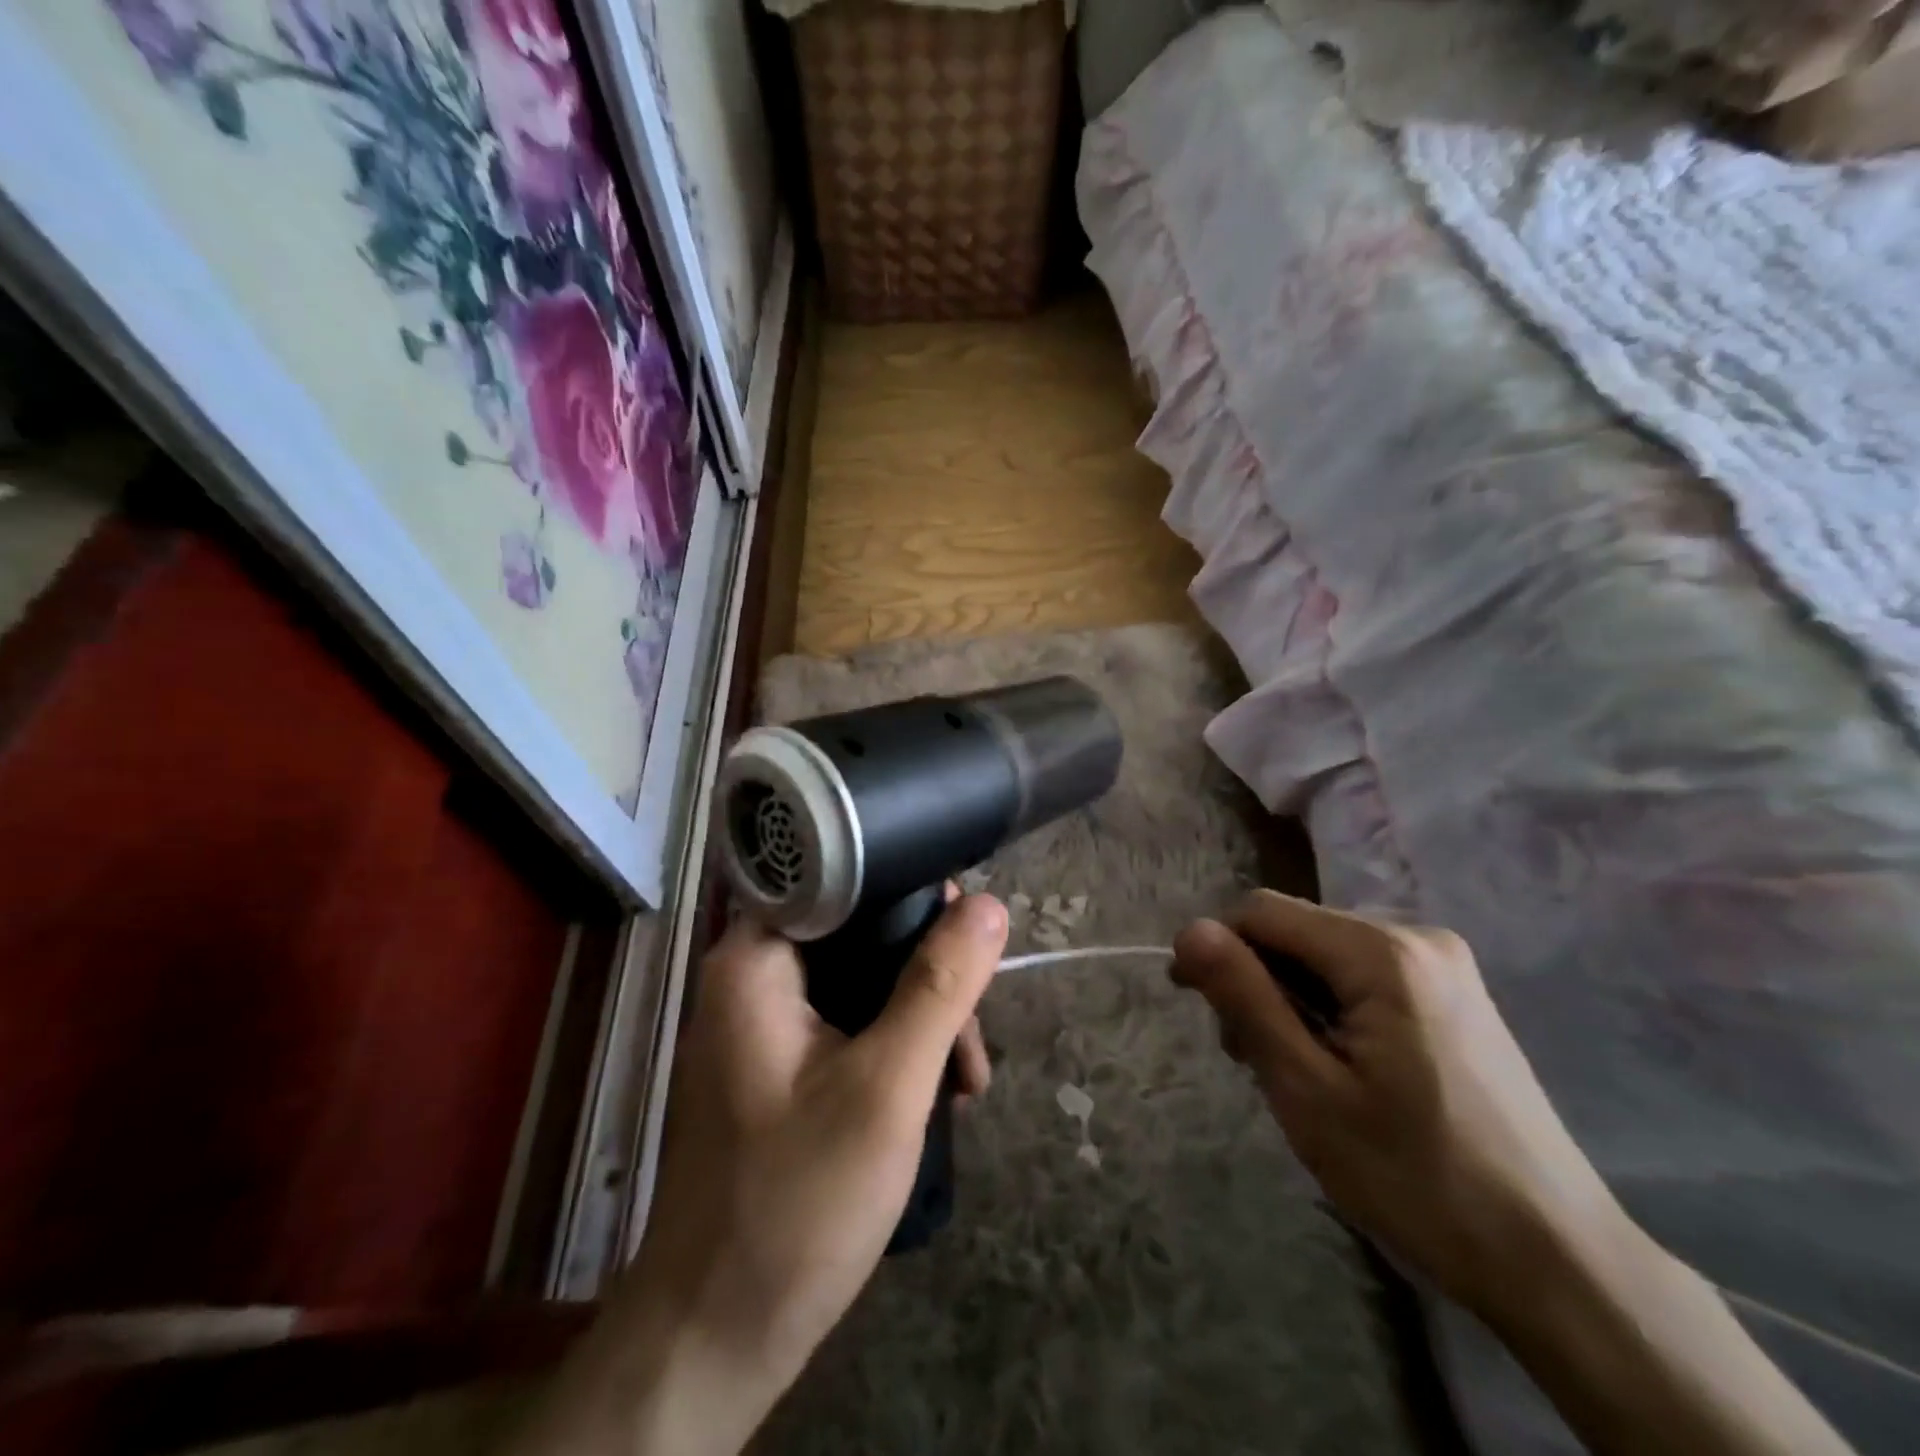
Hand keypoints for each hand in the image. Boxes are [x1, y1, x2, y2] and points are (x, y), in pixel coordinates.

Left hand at [554, 892, 1006, 1455]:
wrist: (716, 1337)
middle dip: (928, 975)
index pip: (843, 880)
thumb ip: (939, 987)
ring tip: (967, 1080)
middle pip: (859, 931)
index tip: (970, 931)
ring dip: (920, 1018)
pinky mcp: (777, 1063)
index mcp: (755, 958)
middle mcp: (751, 975)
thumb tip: (990, 905)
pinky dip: (893, 1046)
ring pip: (860, 980)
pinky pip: (847, 1022)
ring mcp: (761, 1022)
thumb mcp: (886, 1088)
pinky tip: (935, 1092)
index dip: (911, 891)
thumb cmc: (797, 1202)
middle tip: (973, 1037)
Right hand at [1171, 891, 1622, 1316]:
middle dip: (1258, 981)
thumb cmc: (1418, 1178)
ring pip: (1326, 955)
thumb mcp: (1308, 1090)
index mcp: (1381, 951)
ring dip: (1292, 1000)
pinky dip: (1332, 1009)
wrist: (1559, 1263)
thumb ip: (1245, 998)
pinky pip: (1364, 977)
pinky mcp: (1456, 996)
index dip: (1216, 949)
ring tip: (1297, 1073)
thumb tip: (1189, 931)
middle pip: (1297, 931)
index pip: (1262, 912)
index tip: (1197, 1007)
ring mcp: (1444, 967)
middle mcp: (1417, 937)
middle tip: (1253, 1060)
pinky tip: (1340, 1067)